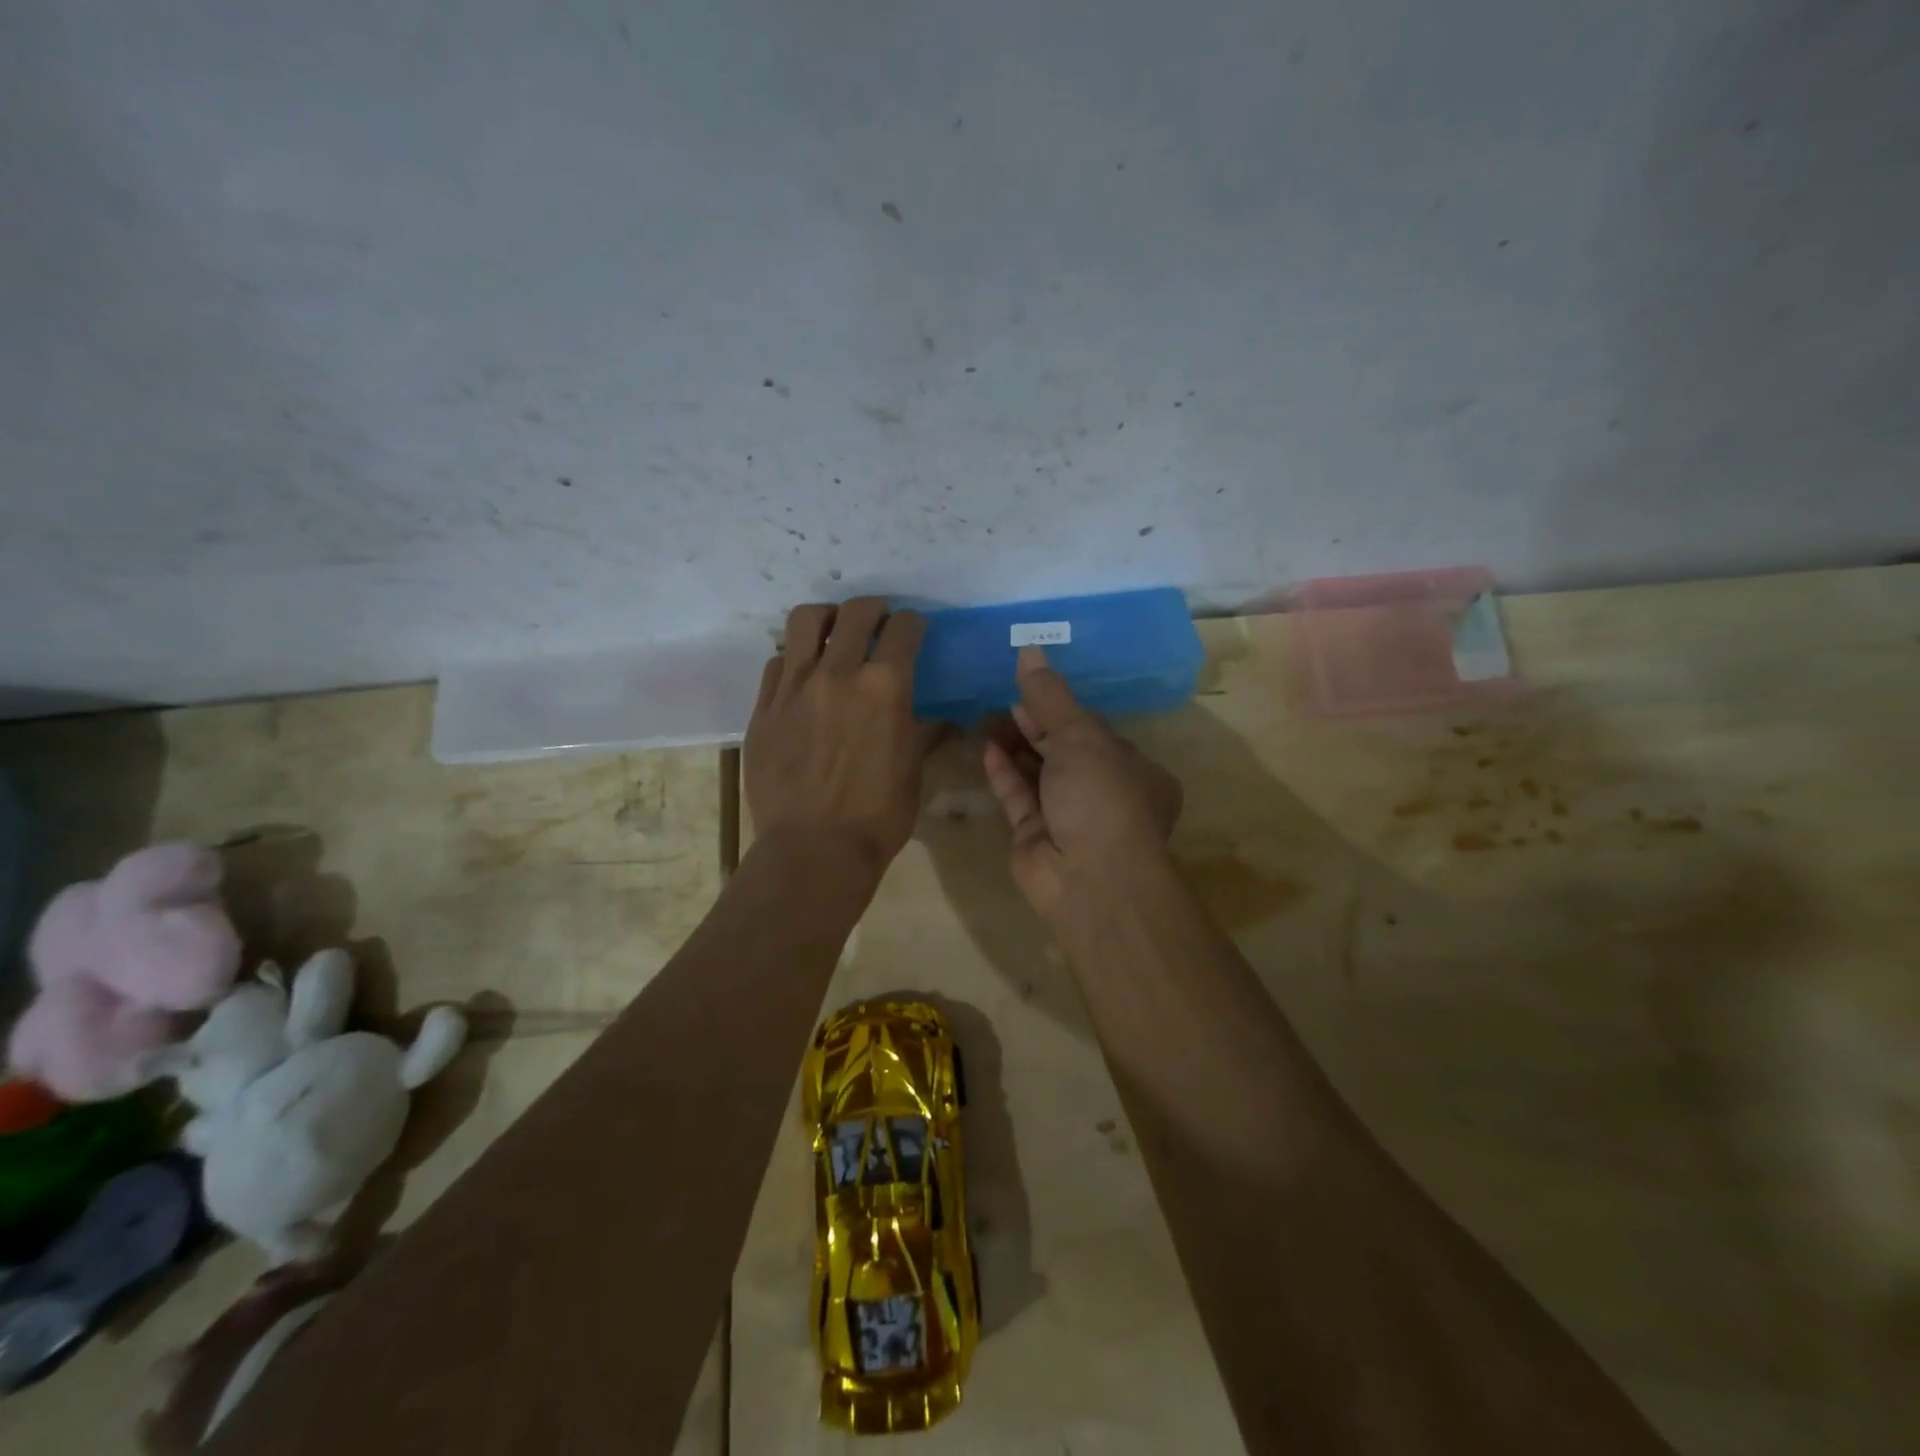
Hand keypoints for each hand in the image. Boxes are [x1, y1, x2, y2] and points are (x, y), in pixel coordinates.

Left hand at [745, 598, 936, 876]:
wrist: (813, 850)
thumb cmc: (878, 816)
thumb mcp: (913, 770)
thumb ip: (922, 731)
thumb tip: (935, 716)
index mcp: (885, 686)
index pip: (904, 629)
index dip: (914, 624)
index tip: (915, 631)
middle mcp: (838, 673)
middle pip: (855, 612)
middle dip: (874, 608)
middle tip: (878, 621)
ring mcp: (794, 688)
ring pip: (804, 621)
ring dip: (826, 618)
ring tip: (832, 631)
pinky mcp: (763, 708)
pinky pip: (776, 663)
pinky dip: (794, 659)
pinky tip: (802, 676)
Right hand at [982, 647, 1182, 921]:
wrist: (1091, 880)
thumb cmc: (1102, 797)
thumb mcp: (1081, 737)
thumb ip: (1051, 697)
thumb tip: (1030, 650)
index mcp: (1132, 769)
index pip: (1093, 731)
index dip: (1060, 707)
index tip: (1028, 684)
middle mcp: (1102, 792)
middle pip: (1062, 750)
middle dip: (1032, 724)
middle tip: (999, 697)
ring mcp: (1067, 816)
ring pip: (1036, 772)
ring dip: (1013, 745)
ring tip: (985, 715)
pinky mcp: (1035, 836)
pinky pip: (1018, 796)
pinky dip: (1003, 772)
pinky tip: (986, 747)